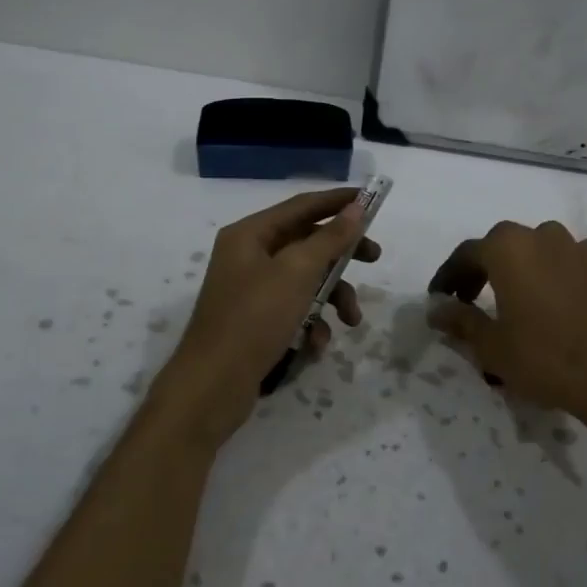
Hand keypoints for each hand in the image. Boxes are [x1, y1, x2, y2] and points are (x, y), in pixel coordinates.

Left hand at [157, 188, 379, 438]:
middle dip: (341, 255)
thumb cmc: (254, 318)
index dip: (338, 201)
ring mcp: (251, 290)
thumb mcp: (297, 272)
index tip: (373, 201)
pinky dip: (311, 324)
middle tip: (374, 258)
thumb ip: (330, 238)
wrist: (212, 386)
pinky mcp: (256, 321)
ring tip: (350, 321)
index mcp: (250, 234)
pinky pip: (293, 310)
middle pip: (306, 243)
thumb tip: (356, 208)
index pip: (302, 206)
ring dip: (332, 298)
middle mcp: (248, 256)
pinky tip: (316, 345)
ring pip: (305, 280)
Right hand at [427, 220, 586, 431]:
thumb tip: (435, 309)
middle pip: (501, 245)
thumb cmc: (543, 357)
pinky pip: (567, 260)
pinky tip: (552, 297)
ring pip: (536, 248)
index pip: (466, 254)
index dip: (449, 277)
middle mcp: (540, 236)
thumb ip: (459, 320)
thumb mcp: (491, 345)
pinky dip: (553, 271)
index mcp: (507, 248)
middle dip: (482, 269)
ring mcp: (575, 248)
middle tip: (470, 299)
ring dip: (519, 266)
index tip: (440, 298)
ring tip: (513, 298)